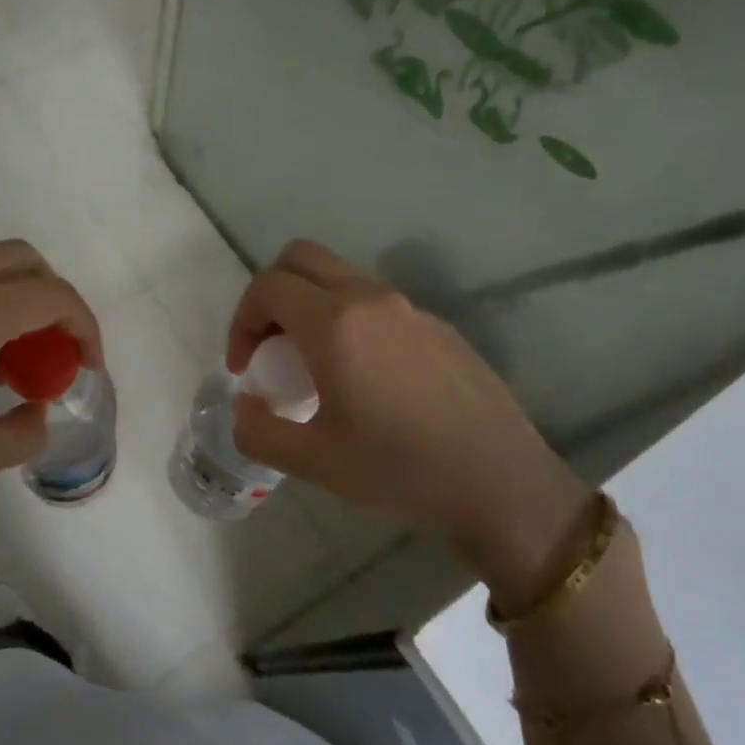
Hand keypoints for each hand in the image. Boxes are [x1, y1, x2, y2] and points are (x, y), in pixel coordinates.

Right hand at [226, 240, 593, 611]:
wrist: (502, 485)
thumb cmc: (400, 471)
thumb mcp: (313, 462)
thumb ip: (258, 430)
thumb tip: (245, 406)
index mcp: (335, 324)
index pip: (268, 287)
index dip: (241, 320)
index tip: (244, 367)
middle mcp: (371, 300)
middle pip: (301, 259)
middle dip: (270, 295)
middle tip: (268, 347)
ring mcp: (411, 309)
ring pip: (341, 278)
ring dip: (310, 306)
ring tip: (313, 367)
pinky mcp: (439, 328)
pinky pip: (377, 304)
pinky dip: (349, 320)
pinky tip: (365, 380)